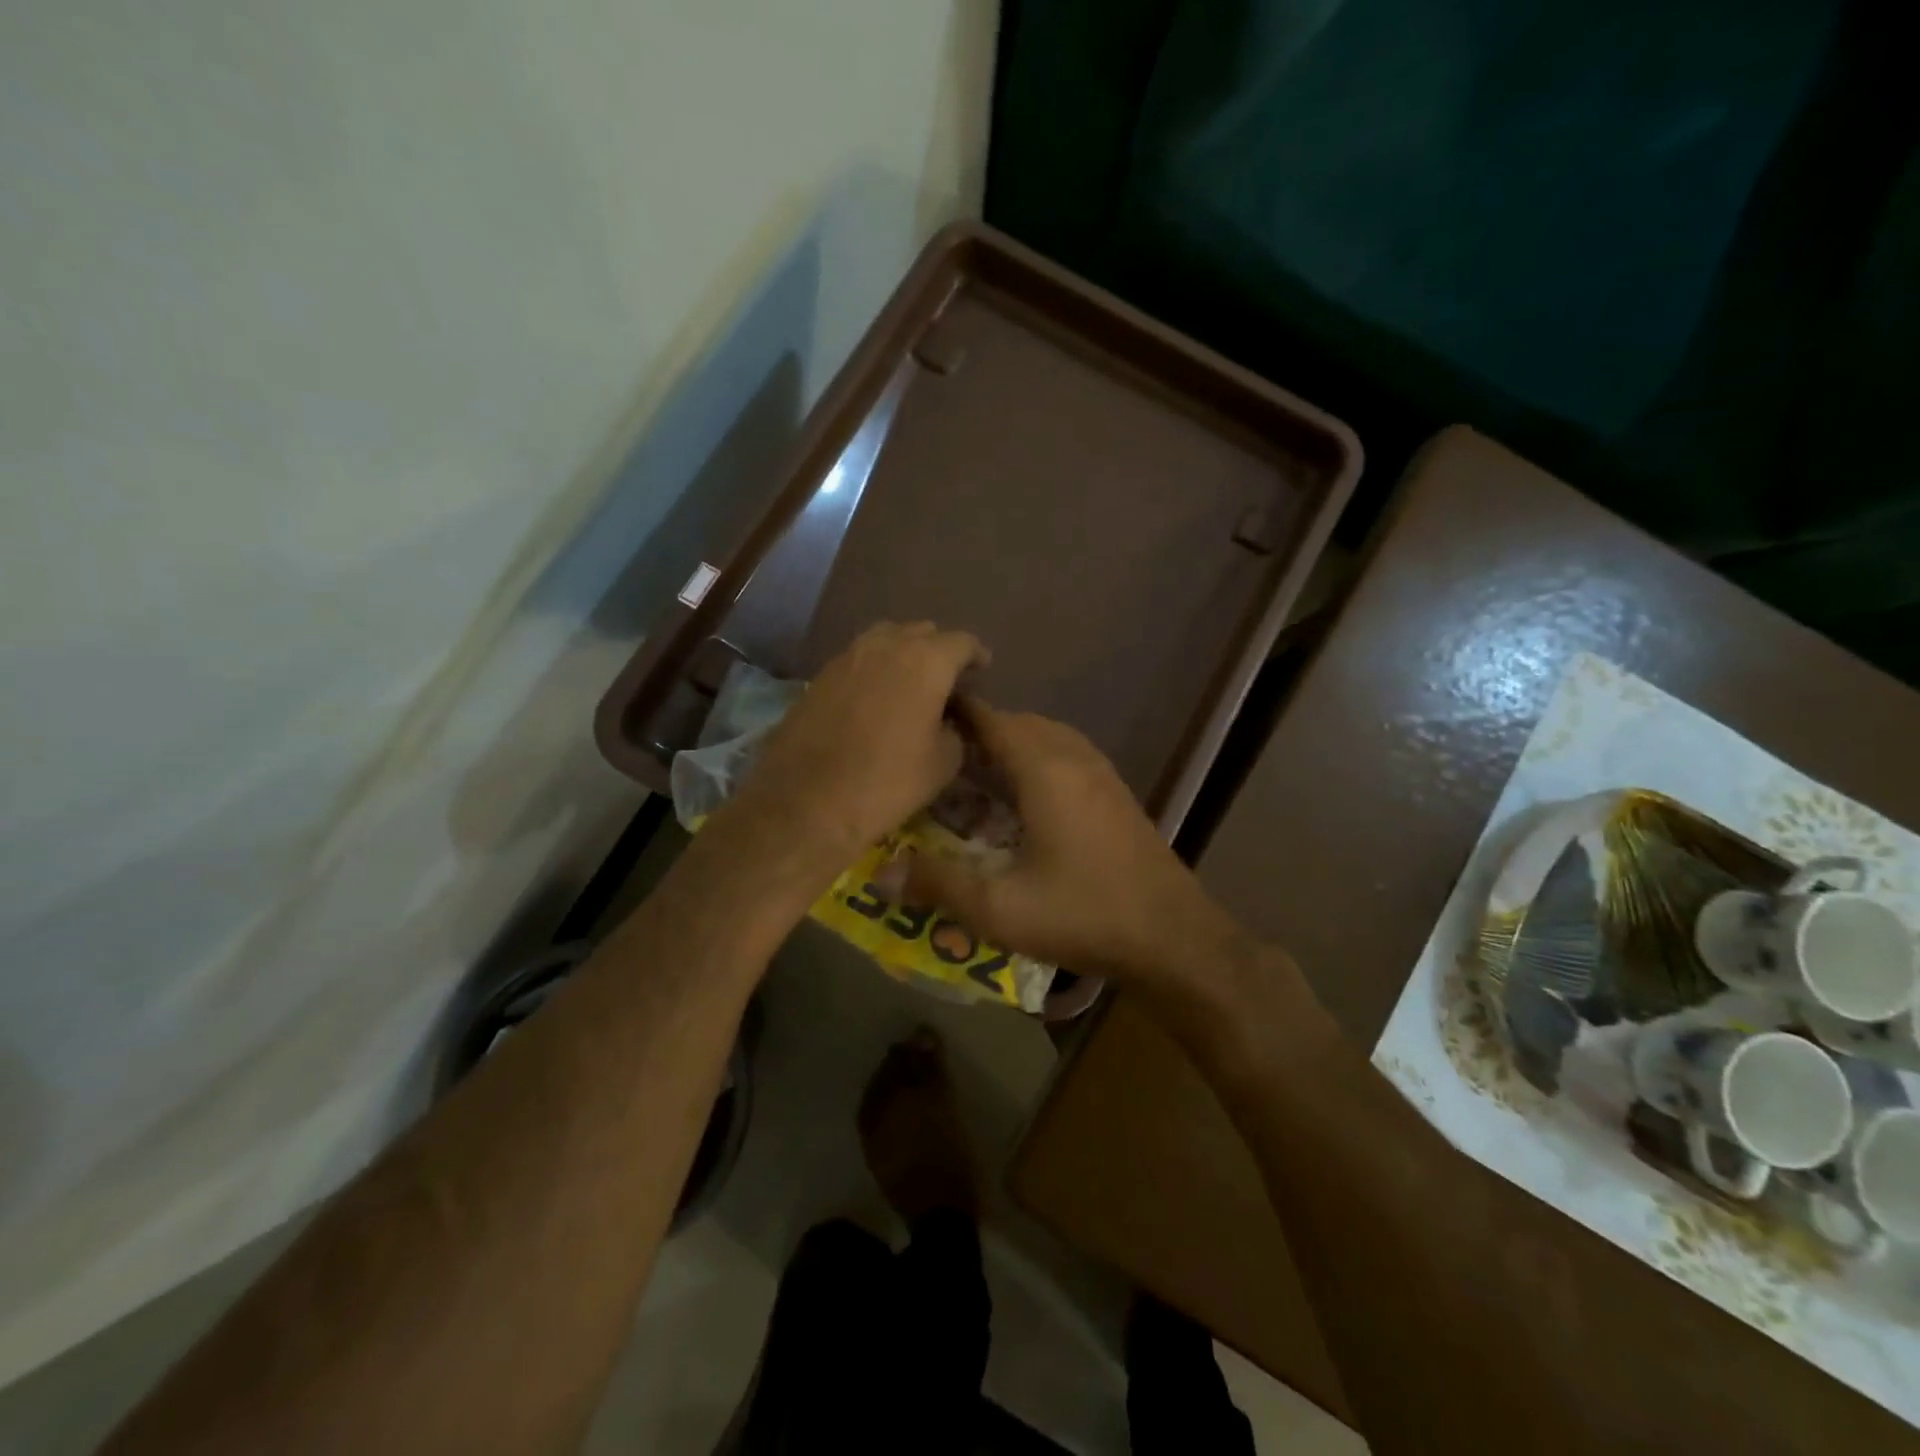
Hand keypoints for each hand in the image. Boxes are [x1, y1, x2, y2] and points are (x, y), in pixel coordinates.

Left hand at [720, 622, 986, 872]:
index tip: (982, 669)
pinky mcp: (820, 676)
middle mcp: (887, 646)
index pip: (961, 642)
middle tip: (947, 678)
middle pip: (921, 632)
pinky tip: (876, 696)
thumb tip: (947, 721)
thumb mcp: (943, 762)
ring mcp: (848, 657)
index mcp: (927, 661)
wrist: (808, 800)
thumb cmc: (889, 781)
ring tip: (910, 681)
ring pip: (885, 639)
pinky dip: (875, 668)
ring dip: (903, 652)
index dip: (976, 655)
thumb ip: (955, 731)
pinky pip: (858, 659)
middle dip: (939, 649)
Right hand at [904, 699, 1242, 984]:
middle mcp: (1073, 757)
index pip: (990, 719)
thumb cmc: (1083, 914)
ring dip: (1010, 747)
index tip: (917, 723)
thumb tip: (879, 874)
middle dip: (977, 734)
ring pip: (1045, 738)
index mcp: (1044, 769)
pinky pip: (1066, 757)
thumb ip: (938, 885)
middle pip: (1017, 724)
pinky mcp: (1115, 794)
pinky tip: (1022, 801)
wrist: (1173, 938)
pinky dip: (1036, 762)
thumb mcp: (999, 908)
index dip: (953, 715)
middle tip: (938, 760)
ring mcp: (1101, 773)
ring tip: (974, 776)